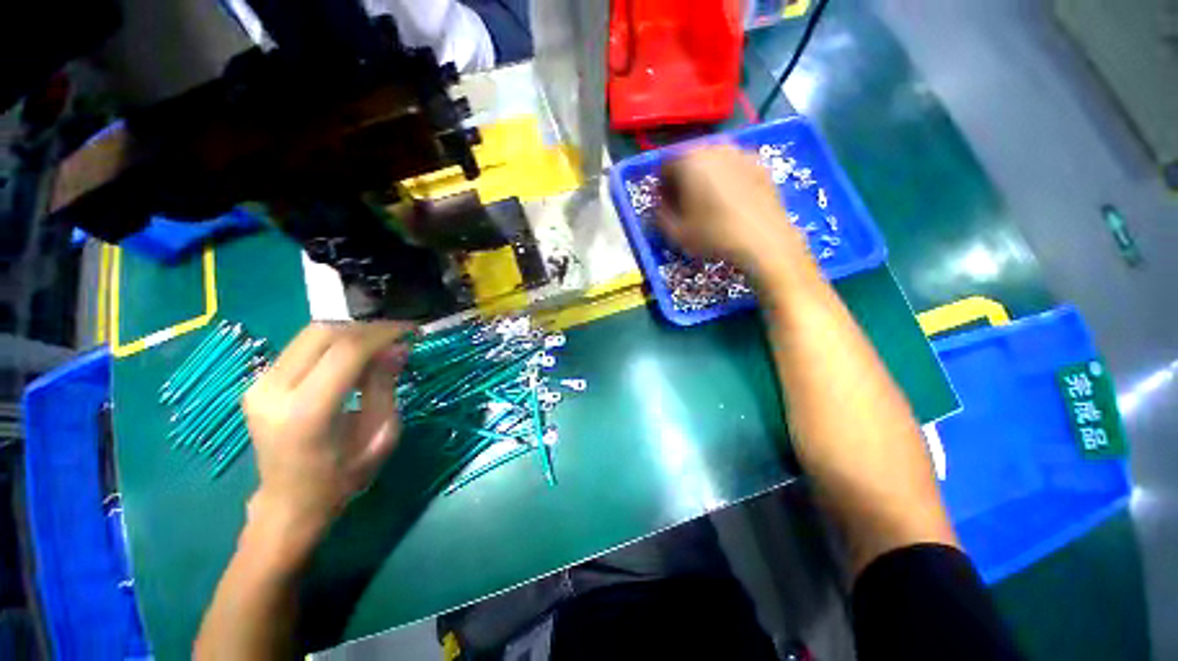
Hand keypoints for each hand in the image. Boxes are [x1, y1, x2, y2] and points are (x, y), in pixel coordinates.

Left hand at [242, 322, 413, 547]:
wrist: (290, 502)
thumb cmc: (343, 476)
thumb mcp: (379, 434)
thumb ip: (384, 386)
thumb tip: (398, 348)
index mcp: (306, 412)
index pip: (345, 352)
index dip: (382, 333)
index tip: (411, 329)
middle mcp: (273, 391)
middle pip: (323, 333)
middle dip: (367, 327)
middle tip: (398, 333)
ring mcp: (259, 384)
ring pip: (311, 334)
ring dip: (352, 332)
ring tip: (381, 343)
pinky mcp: (258, 382)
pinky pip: (303, 347)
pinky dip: (335, 342)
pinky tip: (356, 355)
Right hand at [657, 144, 813, 281]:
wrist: (763, 240)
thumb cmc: (713, 235)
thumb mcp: (675, 232)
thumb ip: (659, 213)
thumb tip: (661, 204)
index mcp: (689, 160)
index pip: (664, 165)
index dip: (661, 186)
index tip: (666, 205)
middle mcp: (713, 147)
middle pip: (689, 159)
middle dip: (683, 179)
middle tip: (686, 203)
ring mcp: (740, 152)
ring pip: (712, 161)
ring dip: (705, 178)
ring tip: (709, 202)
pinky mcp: (760, 163)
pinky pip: (734, 166)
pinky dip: (727, 178)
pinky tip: (731, 201)